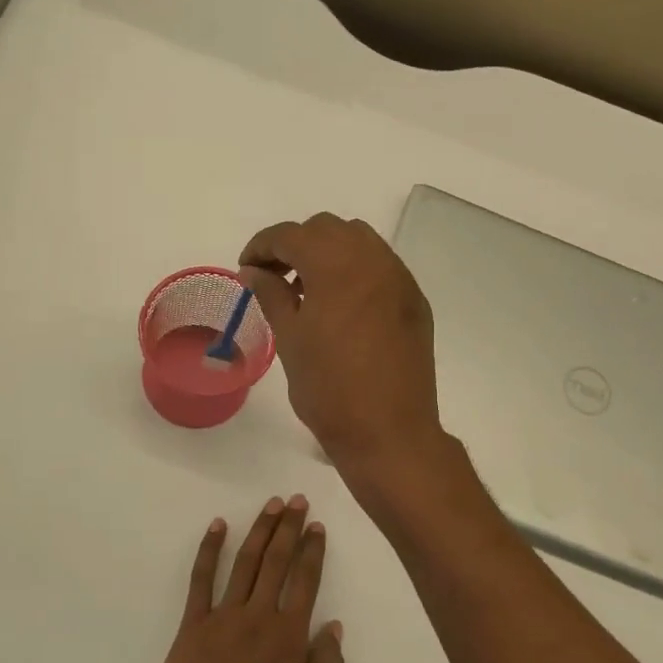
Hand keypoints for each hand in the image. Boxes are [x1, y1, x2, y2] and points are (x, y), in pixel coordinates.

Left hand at [144, 498, 345, 662]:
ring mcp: (222, 617)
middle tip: (296, 500)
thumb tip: (335, 626)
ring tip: (270, 505)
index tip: (316, 526)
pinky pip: (201, 580)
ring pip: (245, 563)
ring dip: (259, 530)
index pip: (305, 582)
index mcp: (288, 638)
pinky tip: (217, 526)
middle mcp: (257, 618)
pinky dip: (209, 550)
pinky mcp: (192, 625)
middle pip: (276, 562)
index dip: (312, 551)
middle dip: (288, 528)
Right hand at [240, 214, 446, 475]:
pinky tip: (341, 305)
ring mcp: (400, 279)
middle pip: (328, 229)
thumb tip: (254, 270)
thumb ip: (271, 294)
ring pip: (359, 241)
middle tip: (274, 277)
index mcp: (337, 266)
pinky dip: (355, 270)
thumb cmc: (329, 389)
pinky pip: (380, 266)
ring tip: (307, 290)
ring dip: (327, 253)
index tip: (247, 269)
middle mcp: (374, 260)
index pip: (291, 235)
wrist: (389, 432)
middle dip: (295, 244)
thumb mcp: (290, 339)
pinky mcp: (415, 301)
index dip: (262, 246)